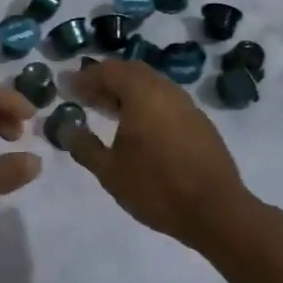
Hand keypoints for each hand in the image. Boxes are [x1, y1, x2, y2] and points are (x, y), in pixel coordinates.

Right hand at [64, 58, 255, 247]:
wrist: (217, 211)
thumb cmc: (157, 187)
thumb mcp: (110, 171)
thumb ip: (84, 147)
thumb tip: (67, 129)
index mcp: (142, 93)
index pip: (107, 71)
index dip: (84, 78)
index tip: (66, 86)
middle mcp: (165, 90)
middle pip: (130, 72)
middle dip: (105, 80)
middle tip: (85, 96)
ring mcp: (186, 105)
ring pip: (150, 85)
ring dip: (126, 92)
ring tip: (108, 111)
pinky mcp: (199, 122)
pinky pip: (165, 100)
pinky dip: (145, 104)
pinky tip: (138, 128)